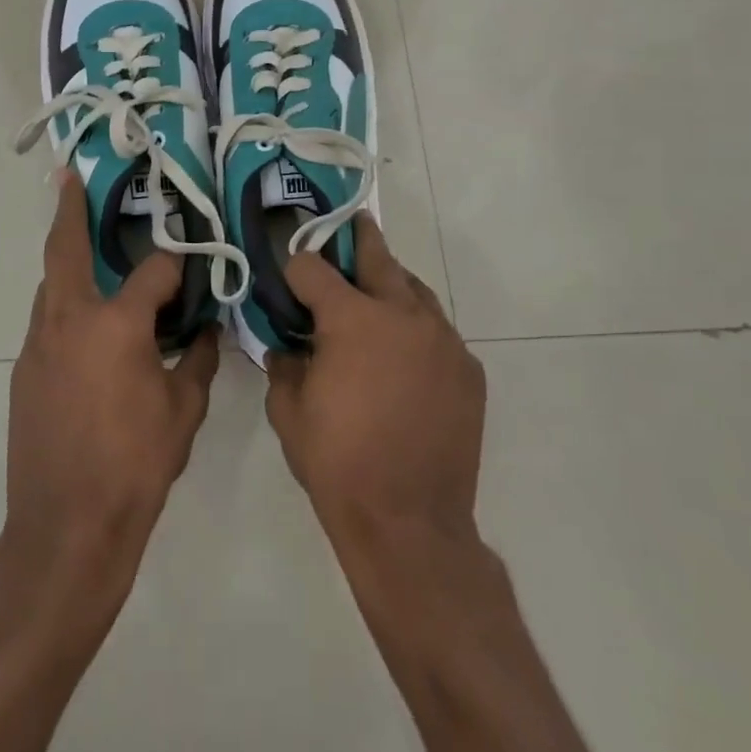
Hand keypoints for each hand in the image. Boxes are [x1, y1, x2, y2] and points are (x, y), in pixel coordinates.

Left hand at [4, 170, 220, 588]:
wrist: (65, 527)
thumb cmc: (134, 466)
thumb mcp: (183, 411)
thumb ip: (197, 359)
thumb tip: (204, 330)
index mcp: (117, 324)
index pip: (153, 271)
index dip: (176, 266)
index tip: (190, 268)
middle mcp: (70, 319)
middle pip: (65, 250)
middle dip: (69, 210)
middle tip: (69, 178)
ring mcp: (38, 344)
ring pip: (51, 285)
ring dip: (66, 260)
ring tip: (85, 247)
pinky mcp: (23, 370)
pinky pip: (46, 321)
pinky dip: (64, 307)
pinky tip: (86, 327)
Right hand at [265, 215, 486, 562]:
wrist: (410, 524)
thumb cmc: (338, 464)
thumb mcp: (288, 412)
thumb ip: (282, 364)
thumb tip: (285, 345)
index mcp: (352, 319)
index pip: (313, 266)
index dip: (295, 269)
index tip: (288, 281)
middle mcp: (403, 315)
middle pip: (377, 256)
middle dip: (357, 239)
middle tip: (350, 226)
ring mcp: (443, 340)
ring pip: (415, 290)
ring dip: (391, 286)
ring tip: (376, 298)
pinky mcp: (468, 368)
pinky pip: (438, 332)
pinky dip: (417, 331)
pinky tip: (405, 358)